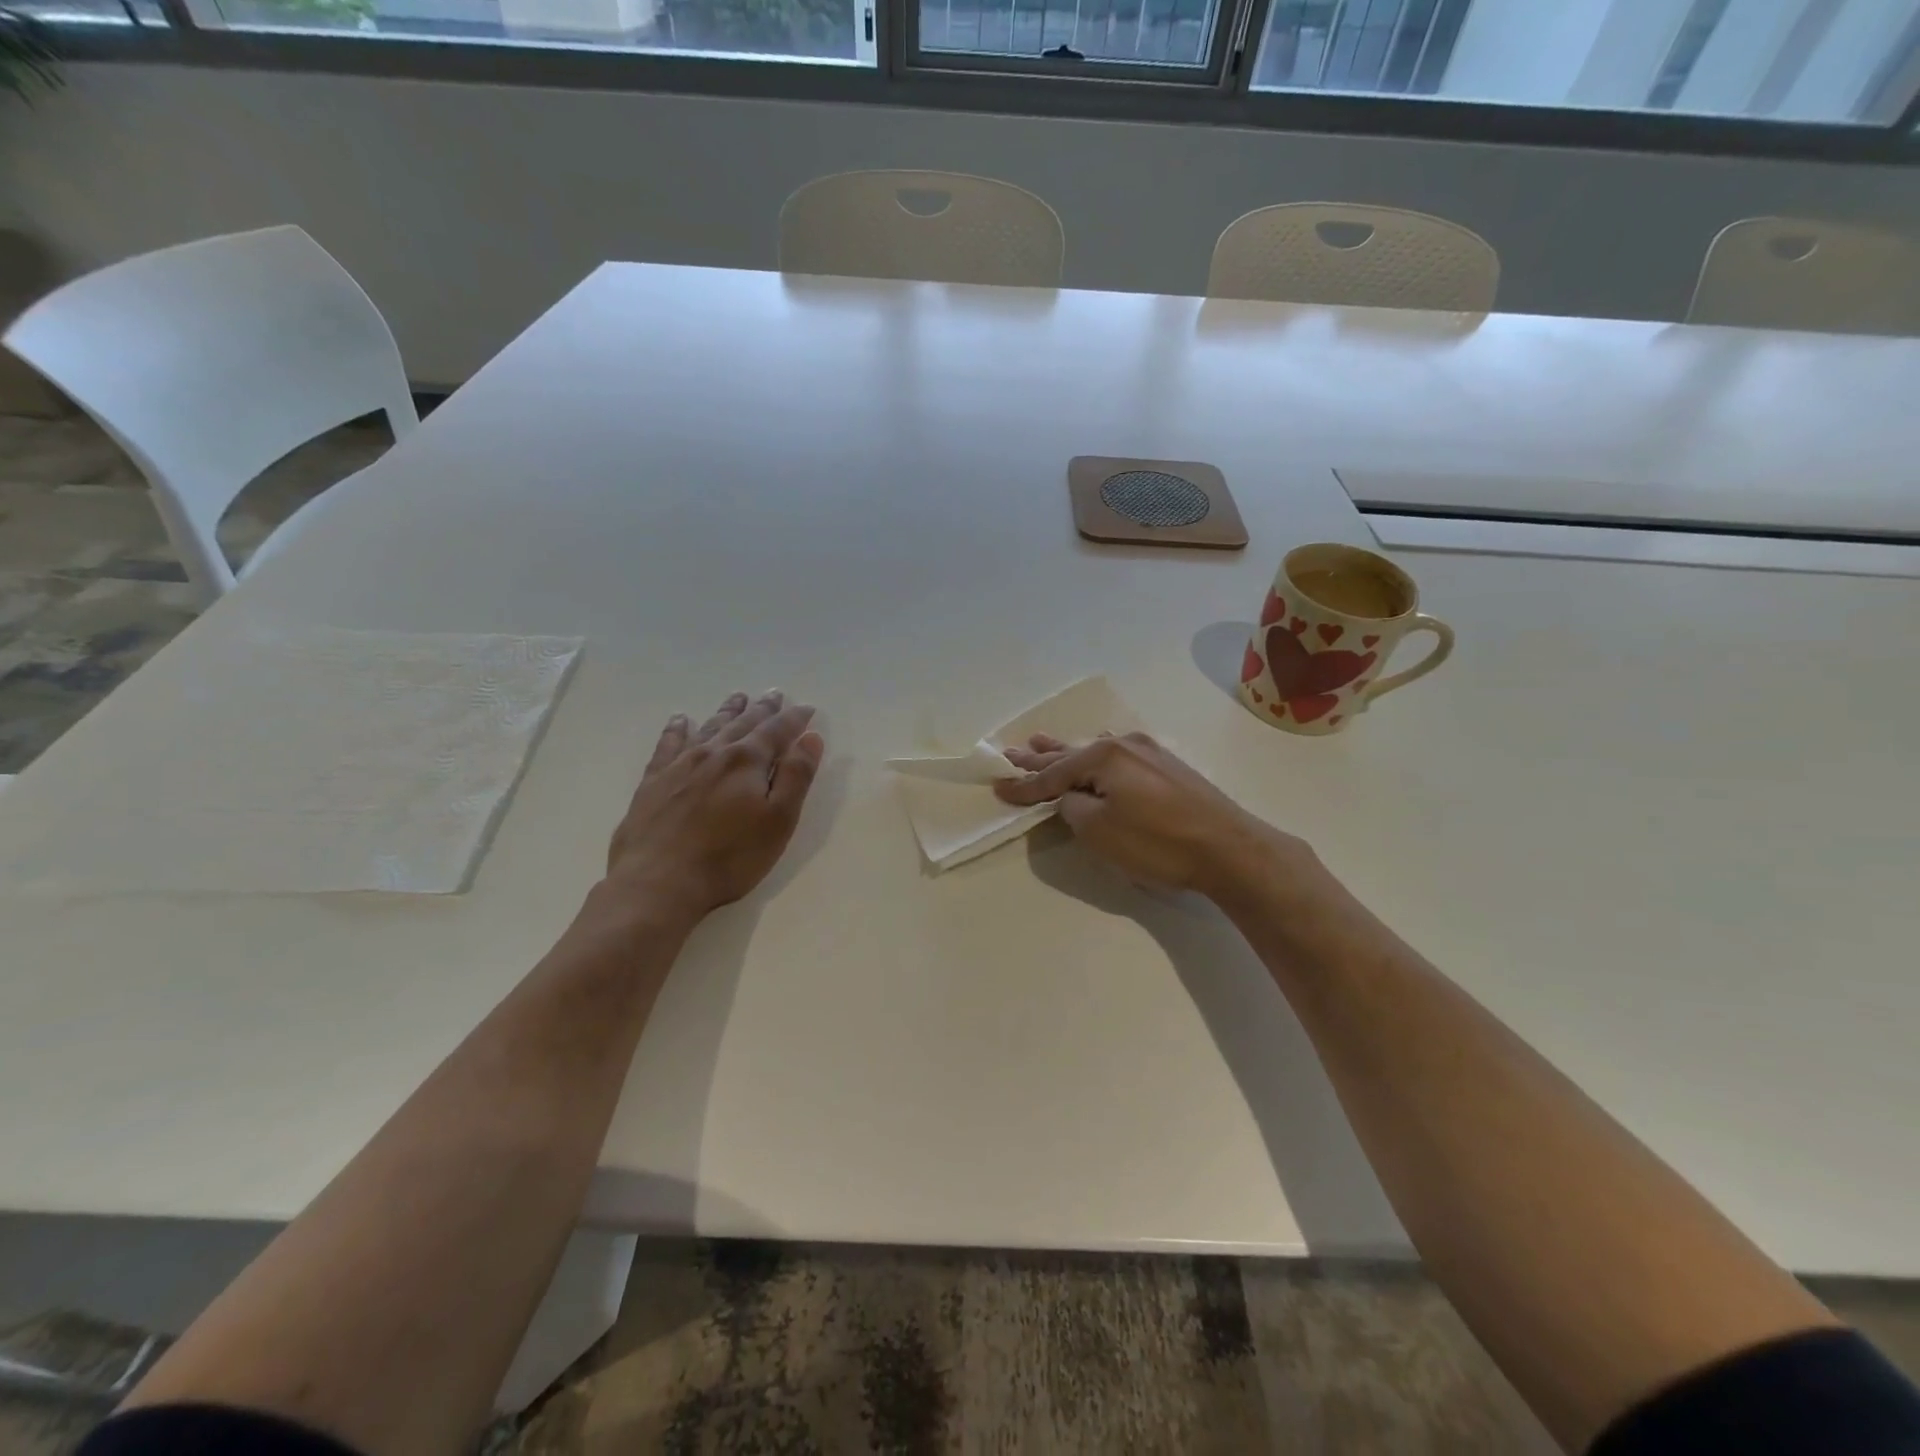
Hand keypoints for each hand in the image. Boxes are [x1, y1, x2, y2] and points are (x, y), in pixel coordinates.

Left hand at [601, 690, 823, 921]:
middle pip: (744, 723)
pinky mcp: (653, 781)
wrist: (658, 882)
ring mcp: (680, 764)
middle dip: (763, 709)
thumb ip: (797, 777)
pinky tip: (680, 720)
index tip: (807, 708)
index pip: (778, 731)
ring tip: (738, 697)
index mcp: (748, 761)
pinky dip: (676, 729)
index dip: (795, 719)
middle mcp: (715, 753)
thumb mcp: (778, 821)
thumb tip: (810, 738)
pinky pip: (668, 744)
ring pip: (709, 727)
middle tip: (775, 694)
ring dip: (727, 711)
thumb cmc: (730, 857)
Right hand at [993, 732, 1296, 896]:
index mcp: (1103, 757)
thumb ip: (1073, 808)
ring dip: (1066, 751)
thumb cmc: (1157, 842)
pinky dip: (1096, 757)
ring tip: (1040, 740)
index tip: (998, 788)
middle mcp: (1124, 746)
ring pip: (1095, 752)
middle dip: (1040, 757)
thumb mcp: (1098, 830)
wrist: (1229, 849)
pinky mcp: (1168, 767)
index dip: (1024, 786)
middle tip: (1012, 752)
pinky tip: (1097, 745)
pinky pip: (1118, 756)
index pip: (1052, 775)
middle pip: (1071, 754)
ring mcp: (1149, 753)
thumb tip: (1072, 797)